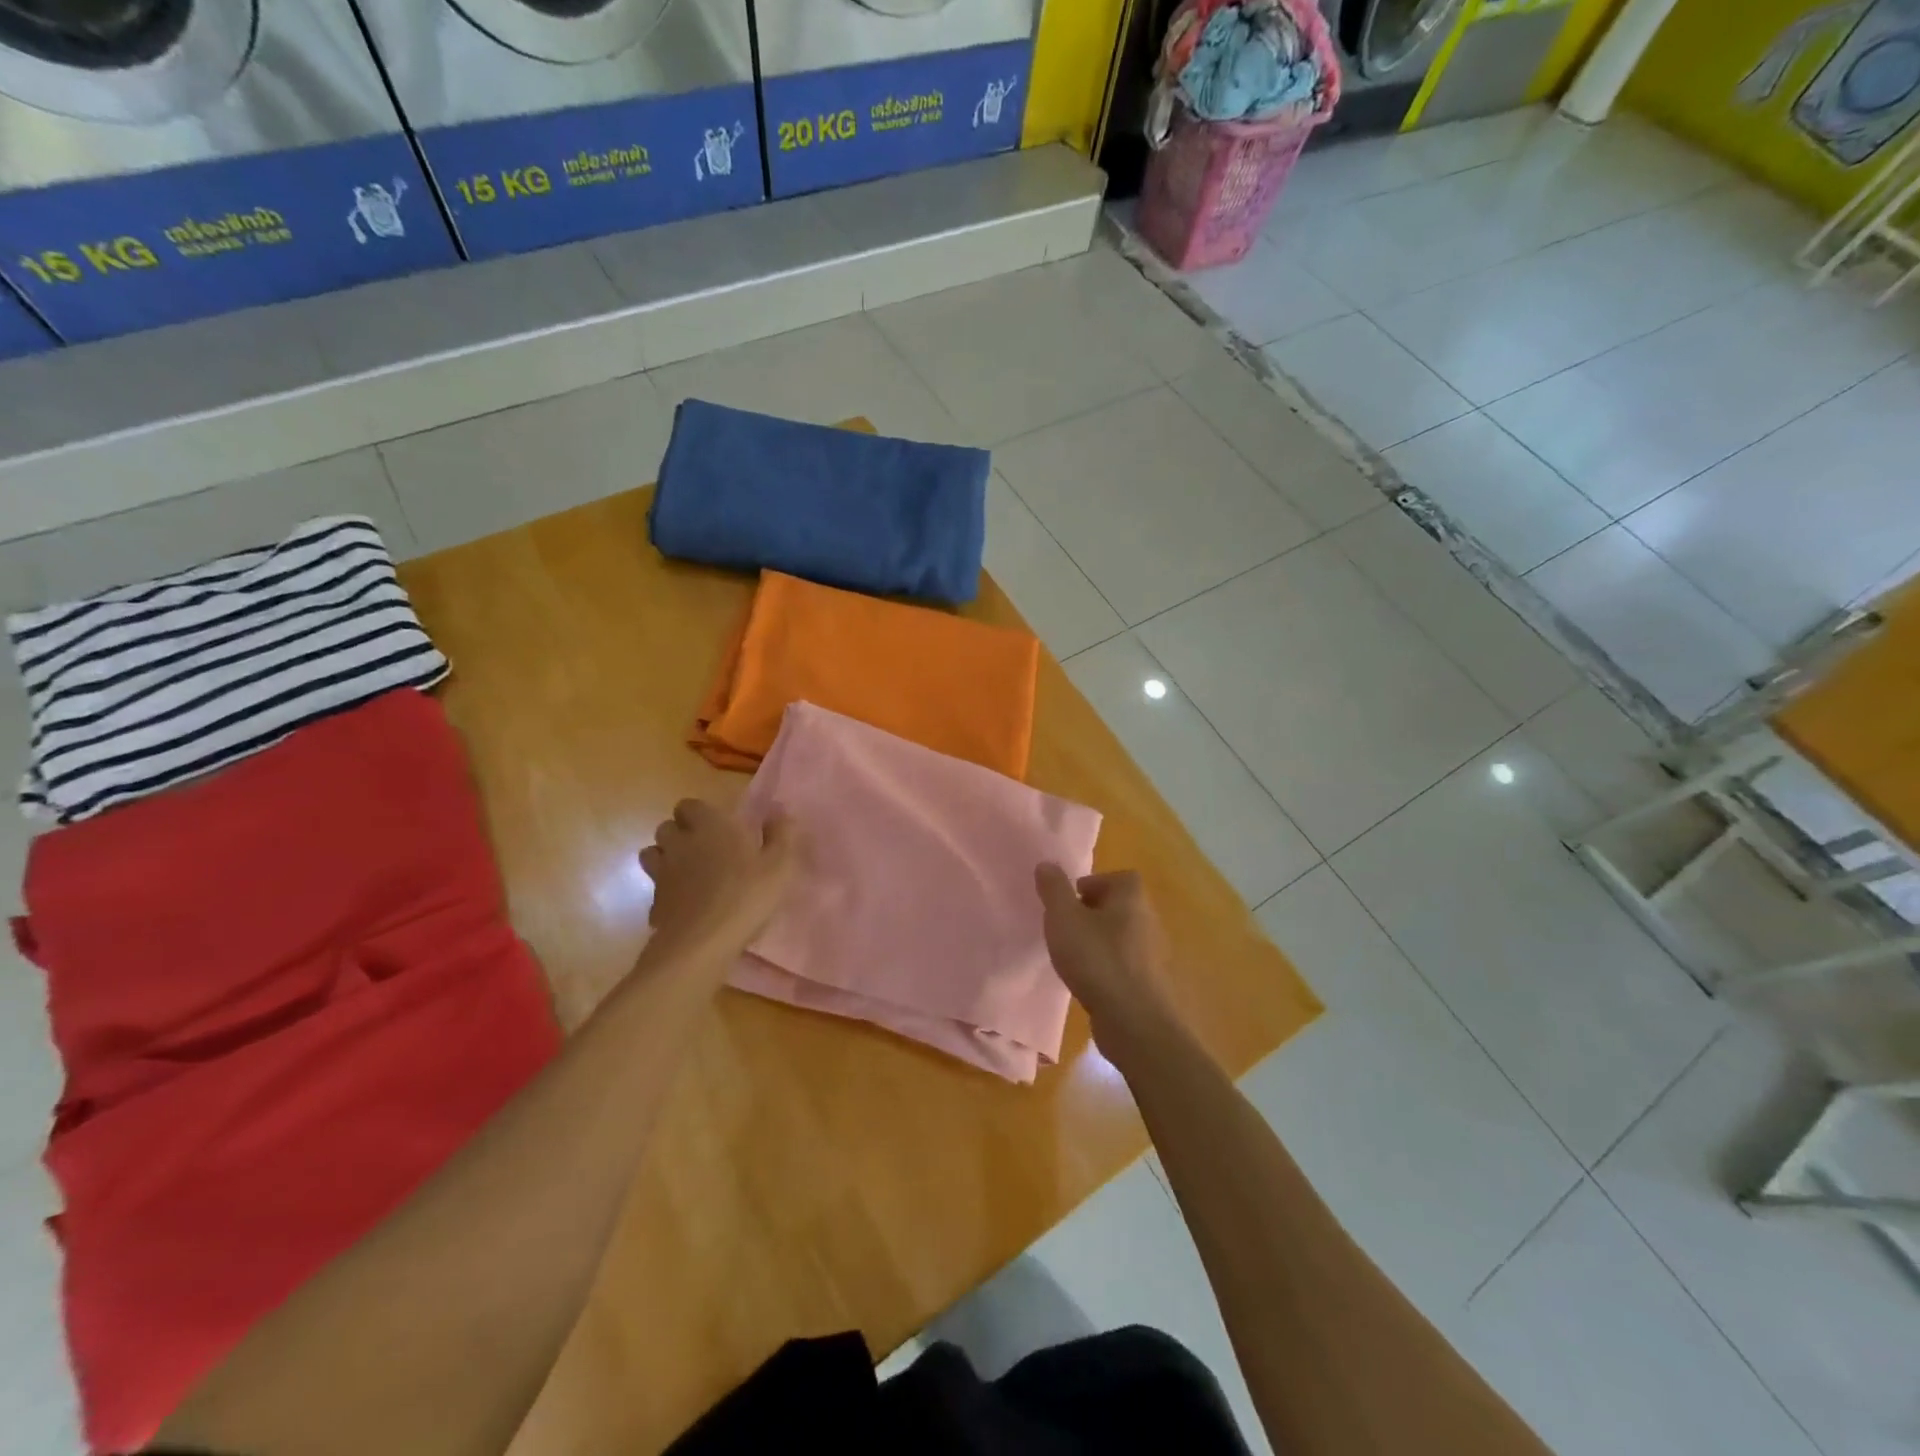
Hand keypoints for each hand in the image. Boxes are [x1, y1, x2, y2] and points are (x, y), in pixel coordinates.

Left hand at [640, 800, 796, 960]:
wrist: (702, 943)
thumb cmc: (746, 896)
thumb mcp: (780, 865)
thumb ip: (781, 834)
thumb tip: (779, 812)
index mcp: (710, 826)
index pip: (690, 805)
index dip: (702, 814)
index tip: (721, 828)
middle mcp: (680, 842)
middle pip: (668, 826)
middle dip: (682, 833)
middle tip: (707, 850)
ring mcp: (662, 872)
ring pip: (653, 853)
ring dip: (667, 857)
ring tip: (690, 872)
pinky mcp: (654, 901)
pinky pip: (656, 886)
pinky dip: (667, 890)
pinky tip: (685, 904)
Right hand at [1035, 866, 1178, 1045]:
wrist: (1133, 1020)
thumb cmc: (1096, 959)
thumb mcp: (1064, 918)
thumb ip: (1054, 889)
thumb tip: (1047, 864)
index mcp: (1132, 898)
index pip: (1120, 877)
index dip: (1095, 883)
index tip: (1071, 899)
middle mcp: (1147, 920)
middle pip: (1120, 906)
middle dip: (1093, 912)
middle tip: (1066, 926)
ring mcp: (1151, 953)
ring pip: (1121, 935)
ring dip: (1099, 940)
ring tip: (1073, 954)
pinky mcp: (1148, 982)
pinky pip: (1124, 962)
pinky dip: (1107, 965)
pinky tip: (1088, 979)